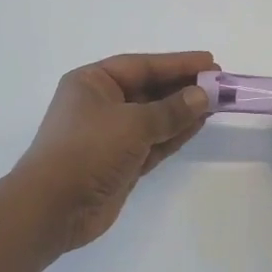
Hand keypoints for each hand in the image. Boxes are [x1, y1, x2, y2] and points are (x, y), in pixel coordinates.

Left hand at [15, 52, 212, 255]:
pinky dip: (174, 134)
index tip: (210, 62)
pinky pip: (153, 141)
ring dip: (183, 111)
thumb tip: (203, 95)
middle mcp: (101, 104)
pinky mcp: (120, 163)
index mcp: (92, 82)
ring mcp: (110, 135)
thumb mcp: (132, 124)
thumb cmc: (87, 151)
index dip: (177, 63)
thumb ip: (171, 109)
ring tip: (217, 103)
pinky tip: (199, 125)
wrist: (52, 209)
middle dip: (183, 87)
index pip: (141, 66)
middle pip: (149, 90)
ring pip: (154, 117)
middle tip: (219, 84)